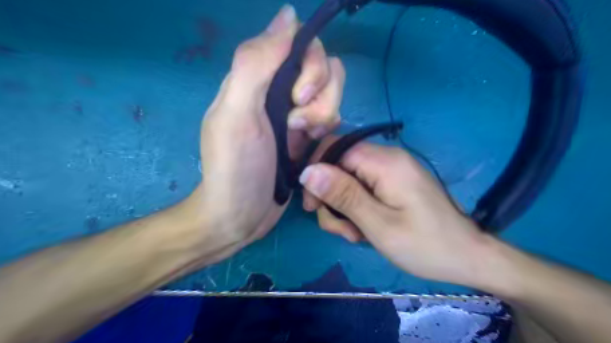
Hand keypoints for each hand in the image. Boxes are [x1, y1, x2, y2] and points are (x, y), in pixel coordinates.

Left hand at [189, 6, 345, 255]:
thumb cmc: (236, 168)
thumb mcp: (237, 114)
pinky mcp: (308, 134)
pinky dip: (327, 129)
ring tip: (302, 140)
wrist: (241, 215)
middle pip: (323, 68)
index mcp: (258, 78)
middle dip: (319, 96)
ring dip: (324, 115)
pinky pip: (333, 116)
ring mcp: (296, 113)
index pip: (299, 44)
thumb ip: (256, 62)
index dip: (309, 64)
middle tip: (297, 125)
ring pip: (332, 92)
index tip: (298, 96)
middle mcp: (279, 90)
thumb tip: (288, 14)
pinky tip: (308, 147)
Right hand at [300, 139, 489, 286]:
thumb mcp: (378, 224)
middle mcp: (387, 158)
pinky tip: (364, 229)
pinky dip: (356, 208)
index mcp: (384, 162)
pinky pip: (363, 188)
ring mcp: (391, 170)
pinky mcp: (393, 183)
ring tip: (356, 234)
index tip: (313, 205)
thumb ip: (343, 195)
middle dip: (331, 198)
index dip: (317, 174)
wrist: (467, 257)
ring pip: (348, 180)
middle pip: (339, 166)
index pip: (334, 149)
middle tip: (342, 230)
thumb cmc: (425, 245)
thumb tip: (308, 171)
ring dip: (343, 208)